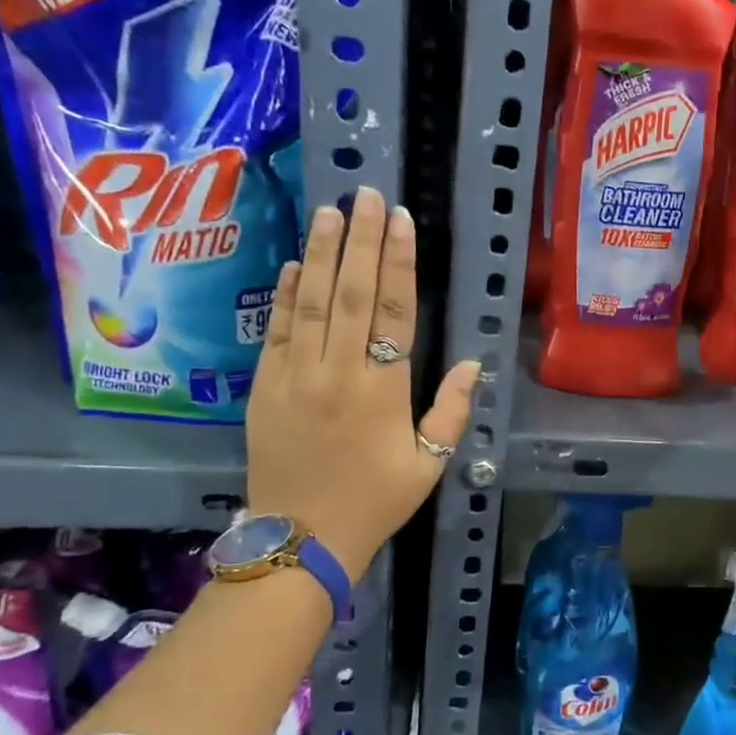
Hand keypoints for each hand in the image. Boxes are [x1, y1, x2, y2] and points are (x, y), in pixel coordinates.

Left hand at [246, 186, 480, 580]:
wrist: (302, 539)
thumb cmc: (376, 502)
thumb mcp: (429, 465)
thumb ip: (451, 411)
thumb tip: (471, 363)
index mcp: (383, 391)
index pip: (394, 311)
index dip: (398, 262)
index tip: (401, 221)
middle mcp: (337, 372)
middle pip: (351, 293)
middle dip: (359, 240)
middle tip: (366, 196)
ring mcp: (295, 376)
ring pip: (310, 302)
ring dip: (320, 253)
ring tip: (329, 211)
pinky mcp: (264, 387)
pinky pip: (275, 331)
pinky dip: (285, 295)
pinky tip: (293, 263)